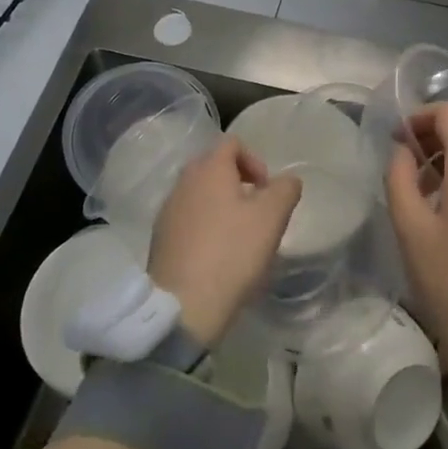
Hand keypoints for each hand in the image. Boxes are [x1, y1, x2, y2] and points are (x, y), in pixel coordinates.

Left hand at [148, 137, 301, 347]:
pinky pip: (187, 220)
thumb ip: (285, 190)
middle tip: (256, 212)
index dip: (255, 160)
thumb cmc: (232, 252)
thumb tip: (287, 181)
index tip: (267, 190)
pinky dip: (204, 228)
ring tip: (239, 237)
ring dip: (221, 206)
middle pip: (213, 167)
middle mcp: (183, 183)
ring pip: (199, 195)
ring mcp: (167, 211)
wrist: (184, 305)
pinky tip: (217, 255)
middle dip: (238, 183)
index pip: (232, 143)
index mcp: (208, 169)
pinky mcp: (160, 240)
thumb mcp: (272, 217)